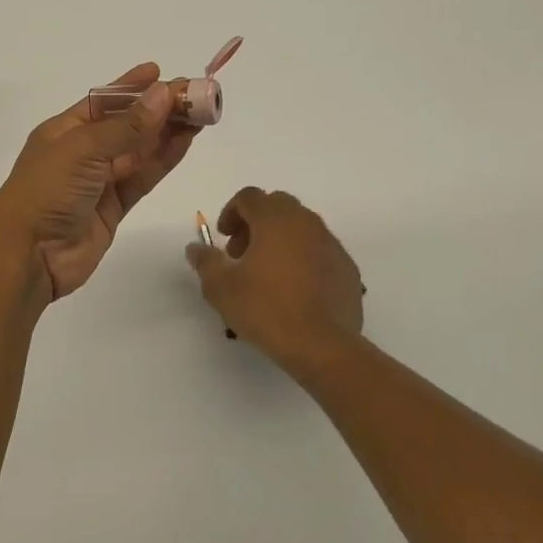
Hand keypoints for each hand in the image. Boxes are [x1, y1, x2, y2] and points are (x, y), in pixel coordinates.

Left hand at [0, 63, 198, 303]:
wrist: (28, 256)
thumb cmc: (47, 191)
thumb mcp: (84, 149)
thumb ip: (127, 126)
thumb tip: (163, 94)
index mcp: (64, 130)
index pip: (103, 100)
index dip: (131, 86)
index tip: (160, 73)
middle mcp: (82, 152)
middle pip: (127, 124)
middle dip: (159, 109)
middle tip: (196, 95)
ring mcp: (99, 181)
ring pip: (140, 151)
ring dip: (168, 132)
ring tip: (201, 115)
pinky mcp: (114, 208)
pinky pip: (143, 177)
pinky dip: (163, 160)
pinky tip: (185, 142)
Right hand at [186, 188, 364, 372]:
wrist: (323, 346)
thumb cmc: (267, 309)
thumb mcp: (221, 288)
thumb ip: (206, 261)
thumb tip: (195, 248)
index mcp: (275, 219)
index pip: (249, 196)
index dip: (231, 212)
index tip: (223, 238)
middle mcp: (306, 222)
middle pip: (277, 206)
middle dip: (255, 223)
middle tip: (242, 254)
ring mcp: (331, 243)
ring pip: (301, 227)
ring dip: (280, 239)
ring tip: (267, 274)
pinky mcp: (347, 267)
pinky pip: (319, 250)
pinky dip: (303, 258)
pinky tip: (295, 289)